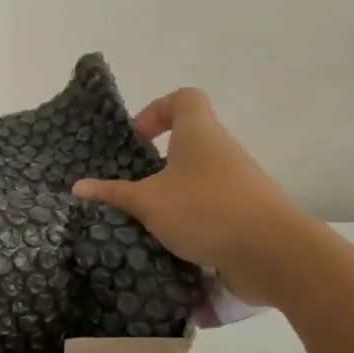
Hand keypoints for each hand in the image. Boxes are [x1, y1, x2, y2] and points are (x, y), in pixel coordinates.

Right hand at [72, 88, 294, 299]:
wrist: (275, 253)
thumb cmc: (206, 210)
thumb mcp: (149, 203)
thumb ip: (114, 194)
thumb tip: (78, 187)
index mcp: (200, 134)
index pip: (184, 99)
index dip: (158, 110)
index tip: (138, 139)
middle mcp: (223, 151)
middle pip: (190, 143)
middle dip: (160, 164)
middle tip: (134, 188)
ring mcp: (240, 184)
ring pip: (200, 180)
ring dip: (175, 198)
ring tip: (148, 223)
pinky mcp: (248, 215)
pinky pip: (214, 210)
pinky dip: (193, 224)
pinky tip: (173, 249)